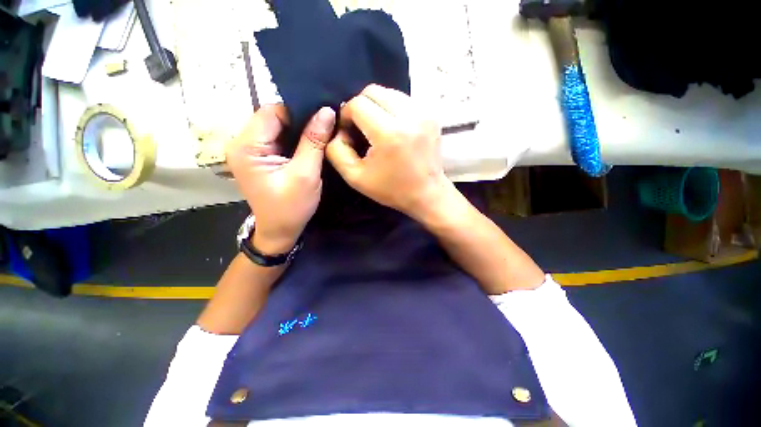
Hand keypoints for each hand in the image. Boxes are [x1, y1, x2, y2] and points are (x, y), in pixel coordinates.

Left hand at [226, 105, 335, 253]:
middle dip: (301, 120)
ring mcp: (250, 150)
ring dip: (300, 130)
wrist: (280, 231)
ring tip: (322, 133)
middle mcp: (242, 143)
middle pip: (274, 118)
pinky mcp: (260, 157)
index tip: (324, 116)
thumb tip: (327, 111)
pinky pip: (279, 139)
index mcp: (247, 146)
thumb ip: (314, 141)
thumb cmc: (291, 207)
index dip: (299, 111)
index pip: (272, 112)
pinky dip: (296, 139)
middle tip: (327, 125)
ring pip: (279, 127)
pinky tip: (311, 143)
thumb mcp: (306, 174)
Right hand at [326, 84, 455, 220]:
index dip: (346, 114)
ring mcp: (424, 113)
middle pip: (373, 91)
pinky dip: (392, 109)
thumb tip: (338, 129)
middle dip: (361, 106)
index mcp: (389, 134)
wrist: (427, 193)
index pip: (358, 104)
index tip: (349, 131)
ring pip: (389, 93)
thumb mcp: (355, 177)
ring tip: (377, 128)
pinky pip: (404, 100)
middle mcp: (409, 117)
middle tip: (361, 127)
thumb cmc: (391, 189)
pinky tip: (393, 128)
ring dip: (377, 106)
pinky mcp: (431, 114)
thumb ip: (336, 151)